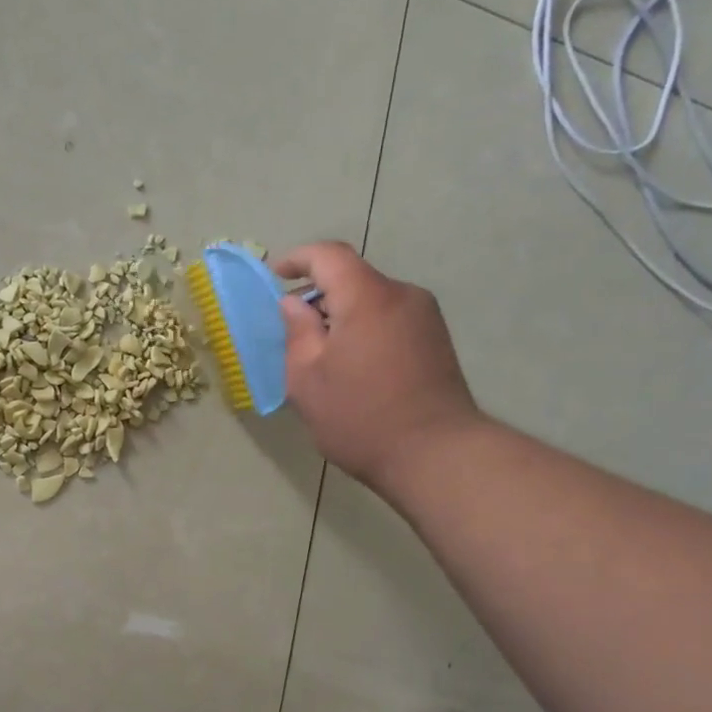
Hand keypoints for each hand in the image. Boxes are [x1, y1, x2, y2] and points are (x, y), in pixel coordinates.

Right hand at [274, 242, 483, 494]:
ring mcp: (425, 318)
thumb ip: (297, 332)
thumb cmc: (360, 417)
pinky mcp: (436, 340)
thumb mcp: (307, 379)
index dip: (298, 258)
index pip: (329, 255)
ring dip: (341, 315)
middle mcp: (402, 296)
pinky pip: (389, 319)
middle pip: (352, 278)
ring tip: (321, 356)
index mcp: (368, 297)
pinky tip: (353, 367)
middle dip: (318, 294)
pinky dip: (363, 328)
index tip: (275, 275)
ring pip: (371, 300)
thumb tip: (294, 304)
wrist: (437, 455)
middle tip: (292, 330)